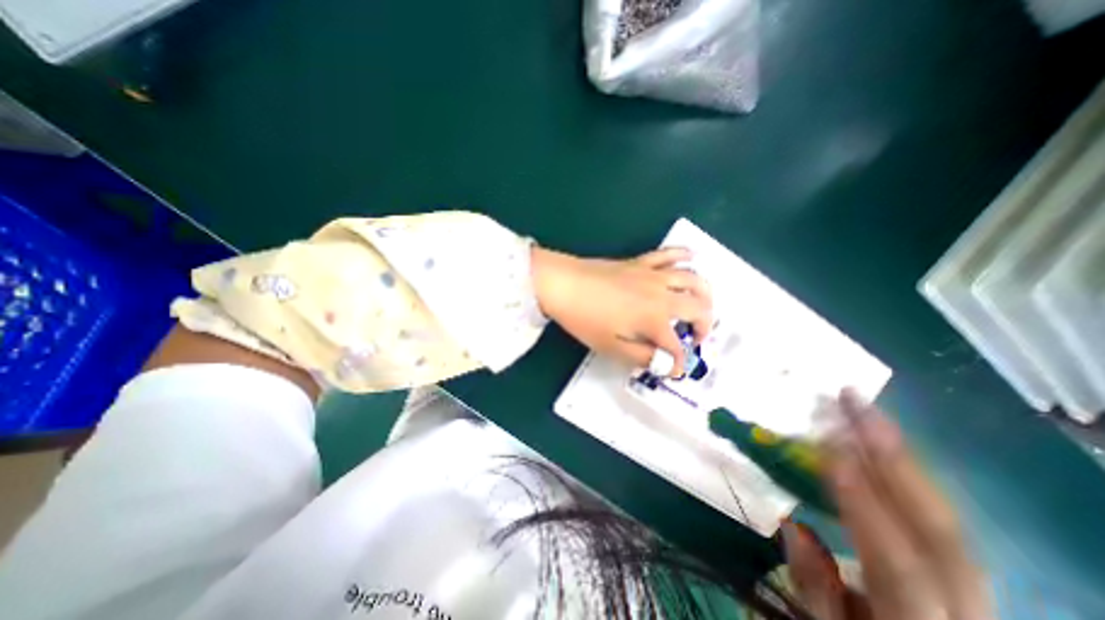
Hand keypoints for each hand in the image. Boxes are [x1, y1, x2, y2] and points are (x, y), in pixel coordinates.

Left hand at [531, 245, 711, 372]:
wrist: (563, 284)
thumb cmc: (585, 319)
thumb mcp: (611, 347)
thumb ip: (643, 357)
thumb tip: (668, 365)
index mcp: (654, 320)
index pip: (677, 346)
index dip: (678, 363)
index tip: (673, 371)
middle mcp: (661, 295)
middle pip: (698, 309)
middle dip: (704, 327)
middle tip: (696, 337)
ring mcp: (652, 275)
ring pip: (693, 279)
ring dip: (705, 294)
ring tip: (705, 305)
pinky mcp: (641, 262)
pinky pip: (669, 254)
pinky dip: (684, 254)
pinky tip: (692, 256)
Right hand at [780, 393, 997, 619]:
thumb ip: (815, 588)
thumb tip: (793, 526)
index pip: (898, 564)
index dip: (863, 506)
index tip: (829, 451)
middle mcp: (966, 606)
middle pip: (940, 528)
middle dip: (892, 455)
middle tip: (852, 401)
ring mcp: (972, 584)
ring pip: (944, 512)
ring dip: (899, 454)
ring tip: (863, 410)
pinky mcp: (960, 565)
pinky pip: (933, 510)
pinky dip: (906, 471)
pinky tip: (877, 440)